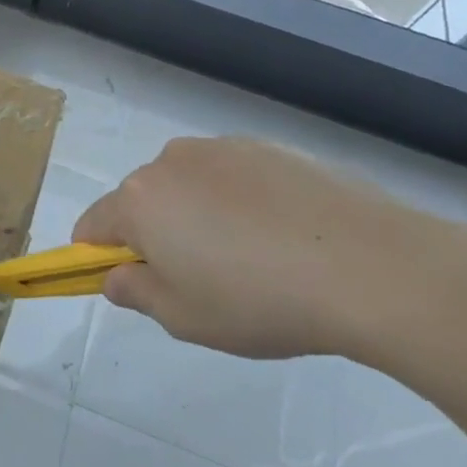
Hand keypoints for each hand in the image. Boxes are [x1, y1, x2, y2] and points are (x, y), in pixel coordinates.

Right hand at [74, 136, 466, 360]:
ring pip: (189, 186)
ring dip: (199, 215)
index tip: (133, 285)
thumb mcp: (184, 319)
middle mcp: (170, 162)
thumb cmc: (260, 301)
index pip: (93, 226)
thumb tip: (116, 276)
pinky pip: (235, 177)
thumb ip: (135, 294)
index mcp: (138, 201)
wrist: (373, 267)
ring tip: (254, 259)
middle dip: (156, 236)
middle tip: (201, 281)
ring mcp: (223, 149)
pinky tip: (286, 237)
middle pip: (142, 201)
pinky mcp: (270, 147)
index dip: (100, 258)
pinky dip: (242, 202)